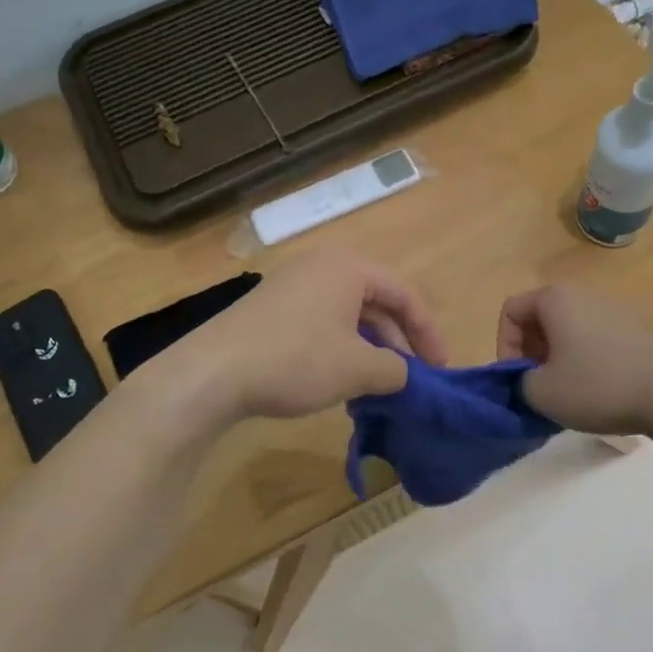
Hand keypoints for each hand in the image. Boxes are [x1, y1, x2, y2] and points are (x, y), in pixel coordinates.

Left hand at [155, 251, 447, 422]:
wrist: (212, 372)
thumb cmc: (295, 360)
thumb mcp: (357, 369)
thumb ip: (395, 370)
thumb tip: (405, 375)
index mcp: (349, 267)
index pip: (404, 294)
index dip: (428, 333)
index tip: (440, 369)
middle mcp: (321, 266)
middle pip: (376, 302)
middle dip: (397, 342)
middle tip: (409, 378)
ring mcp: (291, 285)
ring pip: (347, 315)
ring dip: (368, 349)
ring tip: (377, 385)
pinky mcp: (270, 308)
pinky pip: (320, 322)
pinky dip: (339, 348)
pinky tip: (339, 381)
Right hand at [497, 284, 652, 435]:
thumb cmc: (597, 386)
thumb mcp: (540, 393)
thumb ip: (518, 382)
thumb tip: (529, 380)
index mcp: (555, 299)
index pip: (510, 311)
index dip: (503, 346)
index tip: (515, 378)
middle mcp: (583, 294)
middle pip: (540, 318)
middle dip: (531, 353)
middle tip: (537, 386)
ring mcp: (614, 310)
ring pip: (569, 330)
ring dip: (558, 358)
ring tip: (566, 392)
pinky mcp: (636, 330)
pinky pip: (595, 340)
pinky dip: (585, 361)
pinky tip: (597, 391)